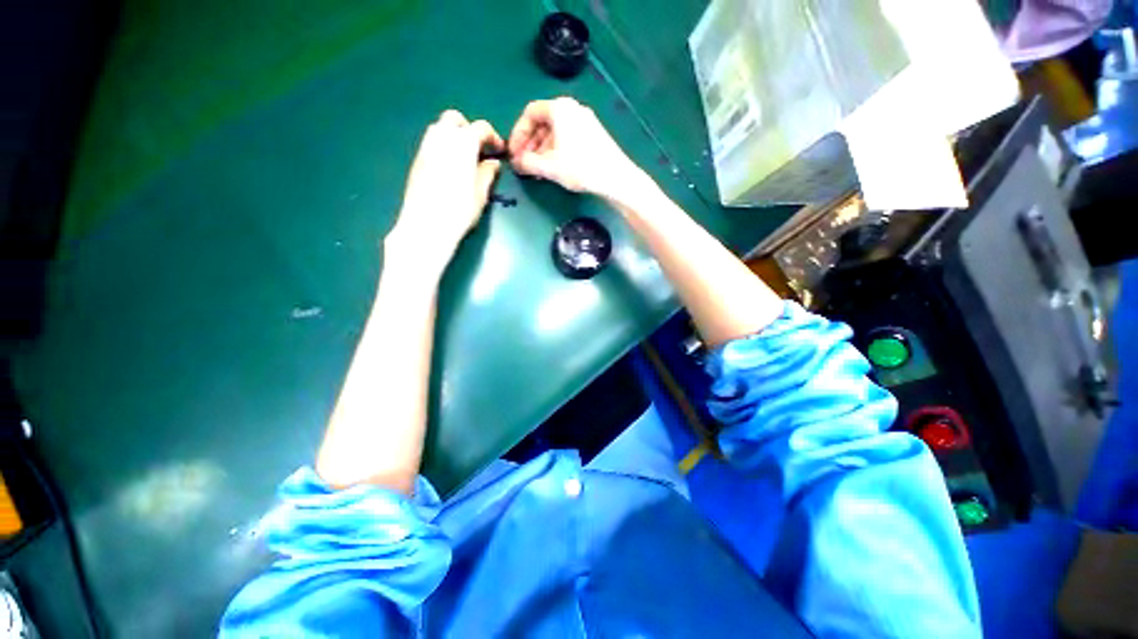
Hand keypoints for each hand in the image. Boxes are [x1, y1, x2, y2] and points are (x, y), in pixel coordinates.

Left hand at [389, 109, 503, 276]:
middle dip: (469, 129)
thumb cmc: (460, 210)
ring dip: (454, 136)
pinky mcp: (417, 160)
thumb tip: (492, 163)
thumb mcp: (481, 193)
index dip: (493, 137)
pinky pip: (431, 143)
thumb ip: (488, 173)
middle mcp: (442, 138)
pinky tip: (450, 168)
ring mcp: (426, 148)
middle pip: (455, 119)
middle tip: (479, 149)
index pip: (480, 128)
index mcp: (463, 144)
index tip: (499, 151)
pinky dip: (443, 146)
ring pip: (439, 128)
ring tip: (465, 158)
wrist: (427, 224)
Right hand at [508, 97, 643, 200]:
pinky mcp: (593, 135)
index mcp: (560, 109)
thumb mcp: (549, 166)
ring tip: (537, 170)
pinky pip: (567, 138)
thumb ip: (527, 162)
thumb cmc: (580, 167)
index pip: (530, 113)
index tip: (514, 152)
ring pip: (555, 132)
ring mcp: (585, 121)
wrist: (615, 177)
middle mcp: (572, 109)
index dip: (518, 134)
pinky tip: (554, 168)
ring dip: (542, 150)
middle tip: (524, 163)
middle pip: (543, 123)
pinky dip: (556, 151)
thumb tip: (516, 163)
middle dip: (530, 144)